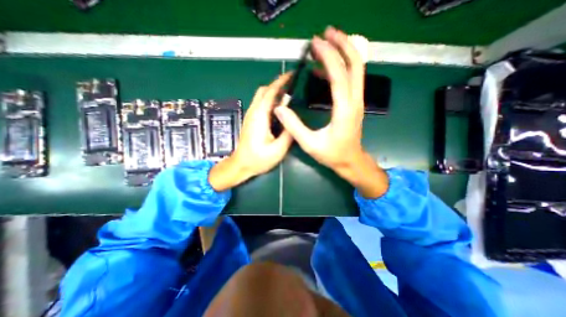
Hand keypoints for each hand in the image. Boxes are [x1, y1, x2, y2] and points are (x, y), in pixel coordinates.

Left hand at [209, 71, 293, 190]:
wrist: (241, 165)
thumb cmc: (258, 159)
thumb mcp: (278, 150)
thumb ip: (288, 134)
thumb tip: (294, 120)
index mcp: (259, 117)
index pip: (270, 92)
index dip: (280, 82)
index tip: (292, 75)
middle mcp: (253, 112)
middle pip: (263, 91)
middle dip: (277, 84)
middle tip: (292, 86)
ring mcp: (250, 116)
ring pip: (261, 97)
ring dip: (273, 92)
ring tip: (288, 95)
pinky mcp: (251, 120)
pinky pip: (260, 105)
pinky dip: (270, 101)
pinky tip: (279, 109)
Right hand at [275, 25, 389, 197]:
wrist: (350, 161)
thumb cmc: (332, 155)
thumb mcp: (309, 144)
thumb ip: (293, 126)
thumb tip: (279, 107)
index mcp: (344, 110)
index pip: (339, 75)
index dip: (328, 56)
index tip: (315, 43)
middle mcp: (354, 101)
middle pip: (355, 64)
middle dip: (342, 44)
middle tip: (326, 34)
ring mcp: (357, 101)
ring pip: (356, 70)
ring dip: (343, 53)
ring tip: (324, 46)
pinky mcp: (354, 103)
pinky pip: (349, 80)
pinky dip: (338, 70)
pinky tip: (322, 71)